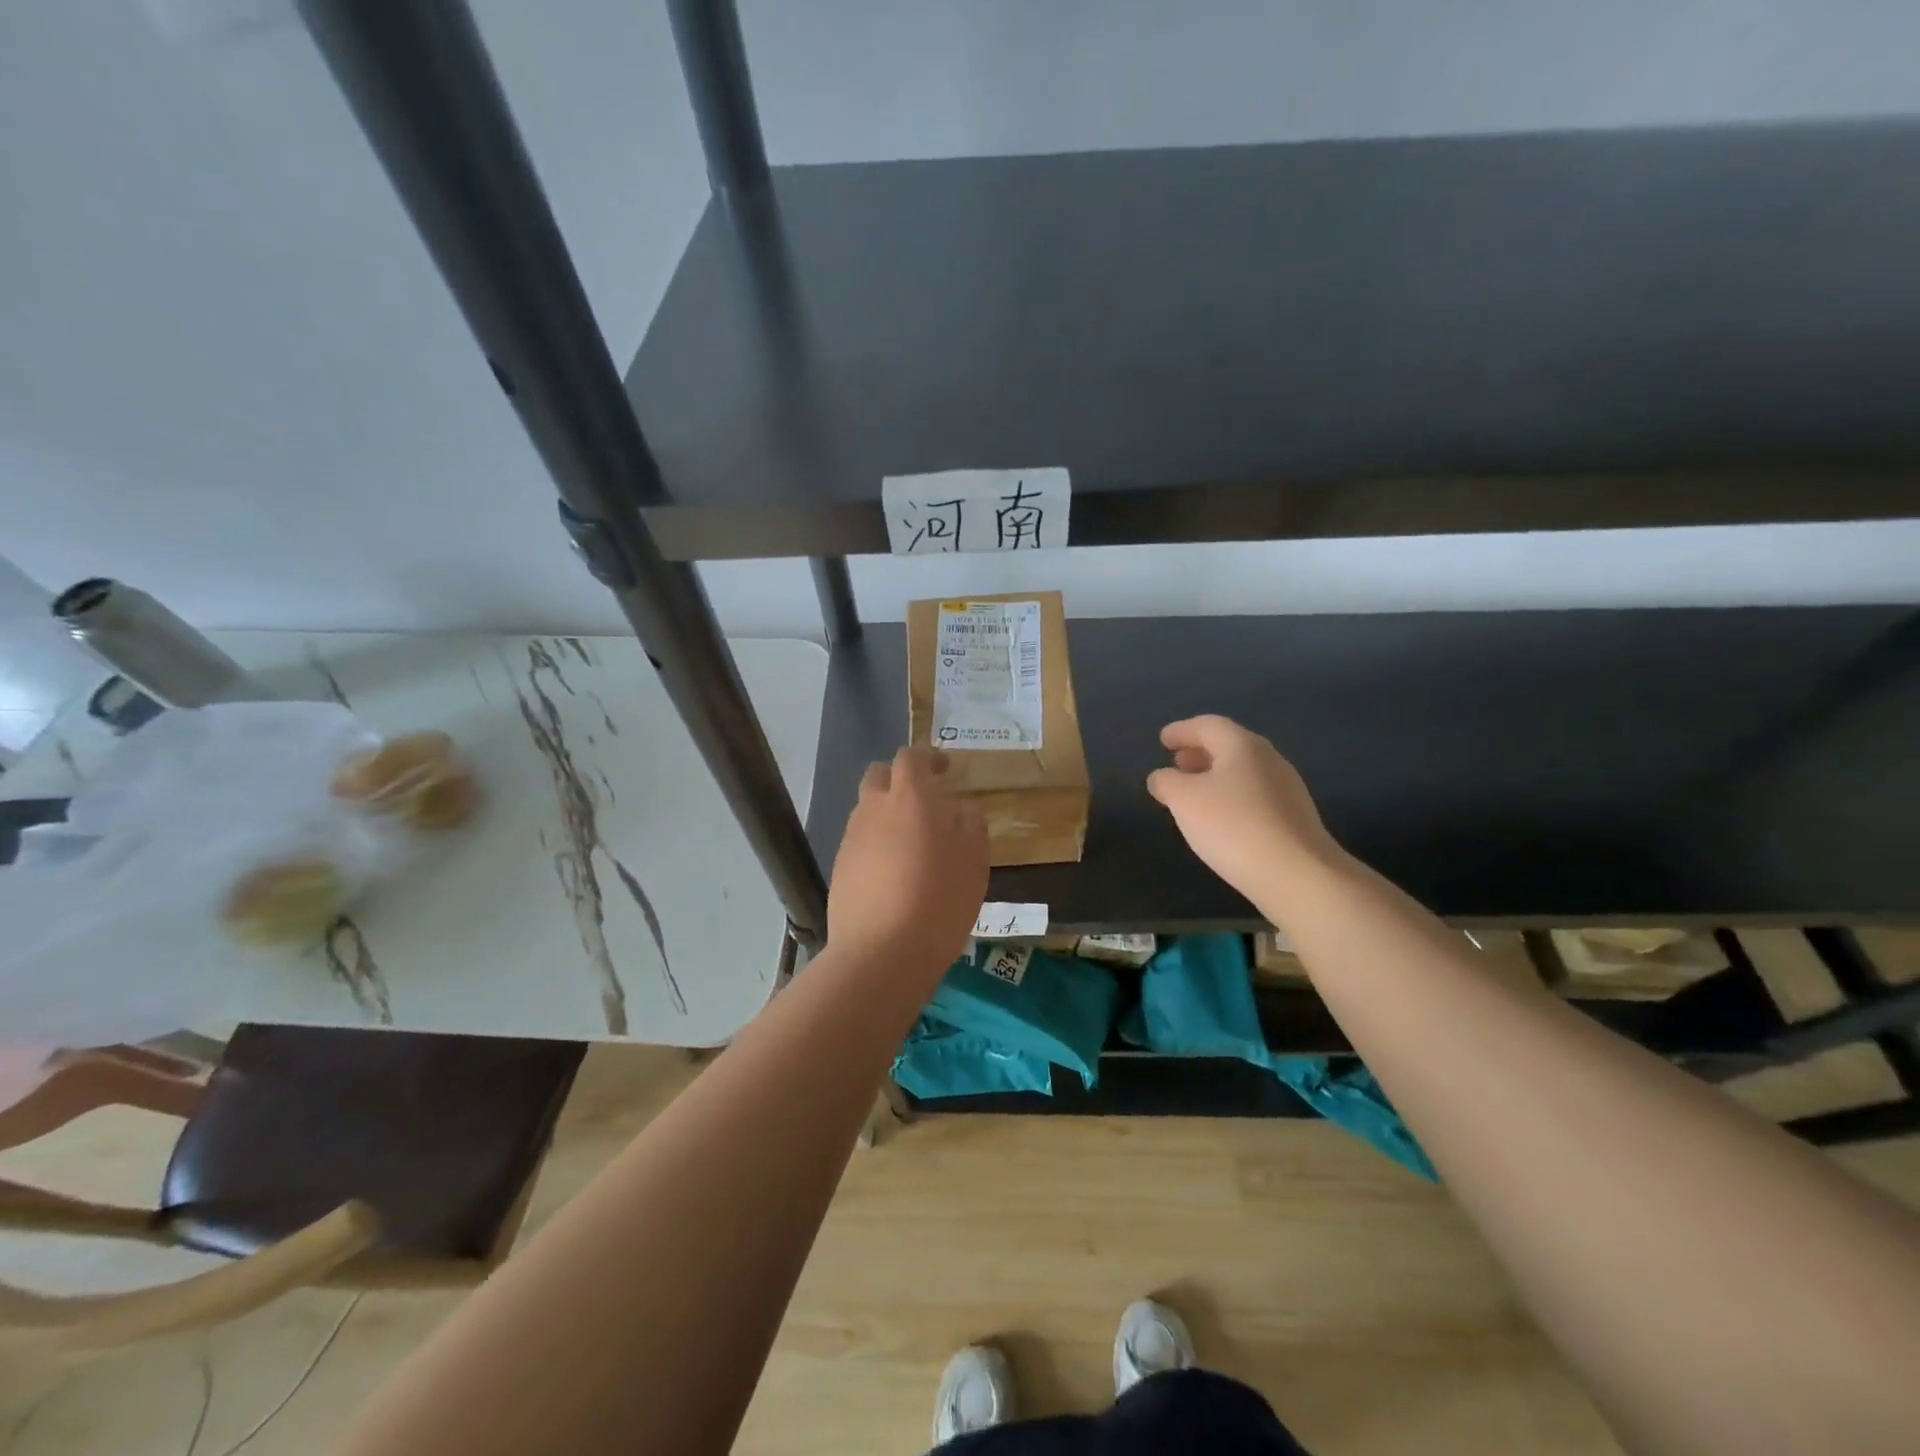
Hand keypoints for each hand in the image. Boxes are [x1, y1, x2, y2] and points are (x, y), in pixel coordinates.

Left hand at [829, 746, 988, 970]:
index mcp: (910, 798)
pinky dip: (876, 845)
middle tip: (924, 801)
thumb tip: (958, 808)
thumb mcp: (973, 861)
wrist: (880, 954)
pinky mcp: (839, 869)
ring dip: (887, 814)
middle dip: (900, 779)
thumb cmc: (939, 901)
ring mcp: (851, 839)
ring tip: (913, 844)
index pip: (911, 757)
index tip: (945, 769)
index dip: (928, 757)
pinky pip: (860, 842)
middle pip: (879, 776)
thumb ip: (969, 824)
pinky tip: (894, 875)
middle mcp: (873, 809)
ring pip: (867, 810)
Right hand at [1147, 715, 1342, 908]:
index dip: (1182, 730)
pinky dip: (1232, 797)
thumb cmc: (1232, 826)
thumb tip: (1162, 777)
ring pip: (1243, 772)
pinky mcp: (1294, 818)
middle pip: (1229, 746)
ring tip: (1194, 793)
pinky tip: (1221, 819)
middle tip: (1177, 763)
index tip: (1163, 740)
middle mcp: (1269, 759)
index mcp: (1242, 746)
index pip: (1208, 725)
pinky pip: (1255, 795)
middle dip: (1200, 752)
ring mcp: (1287, 789)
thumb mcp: (1184, 800)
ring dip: (1216, 776)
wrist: (1296, 874)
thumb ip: (1167, 782)